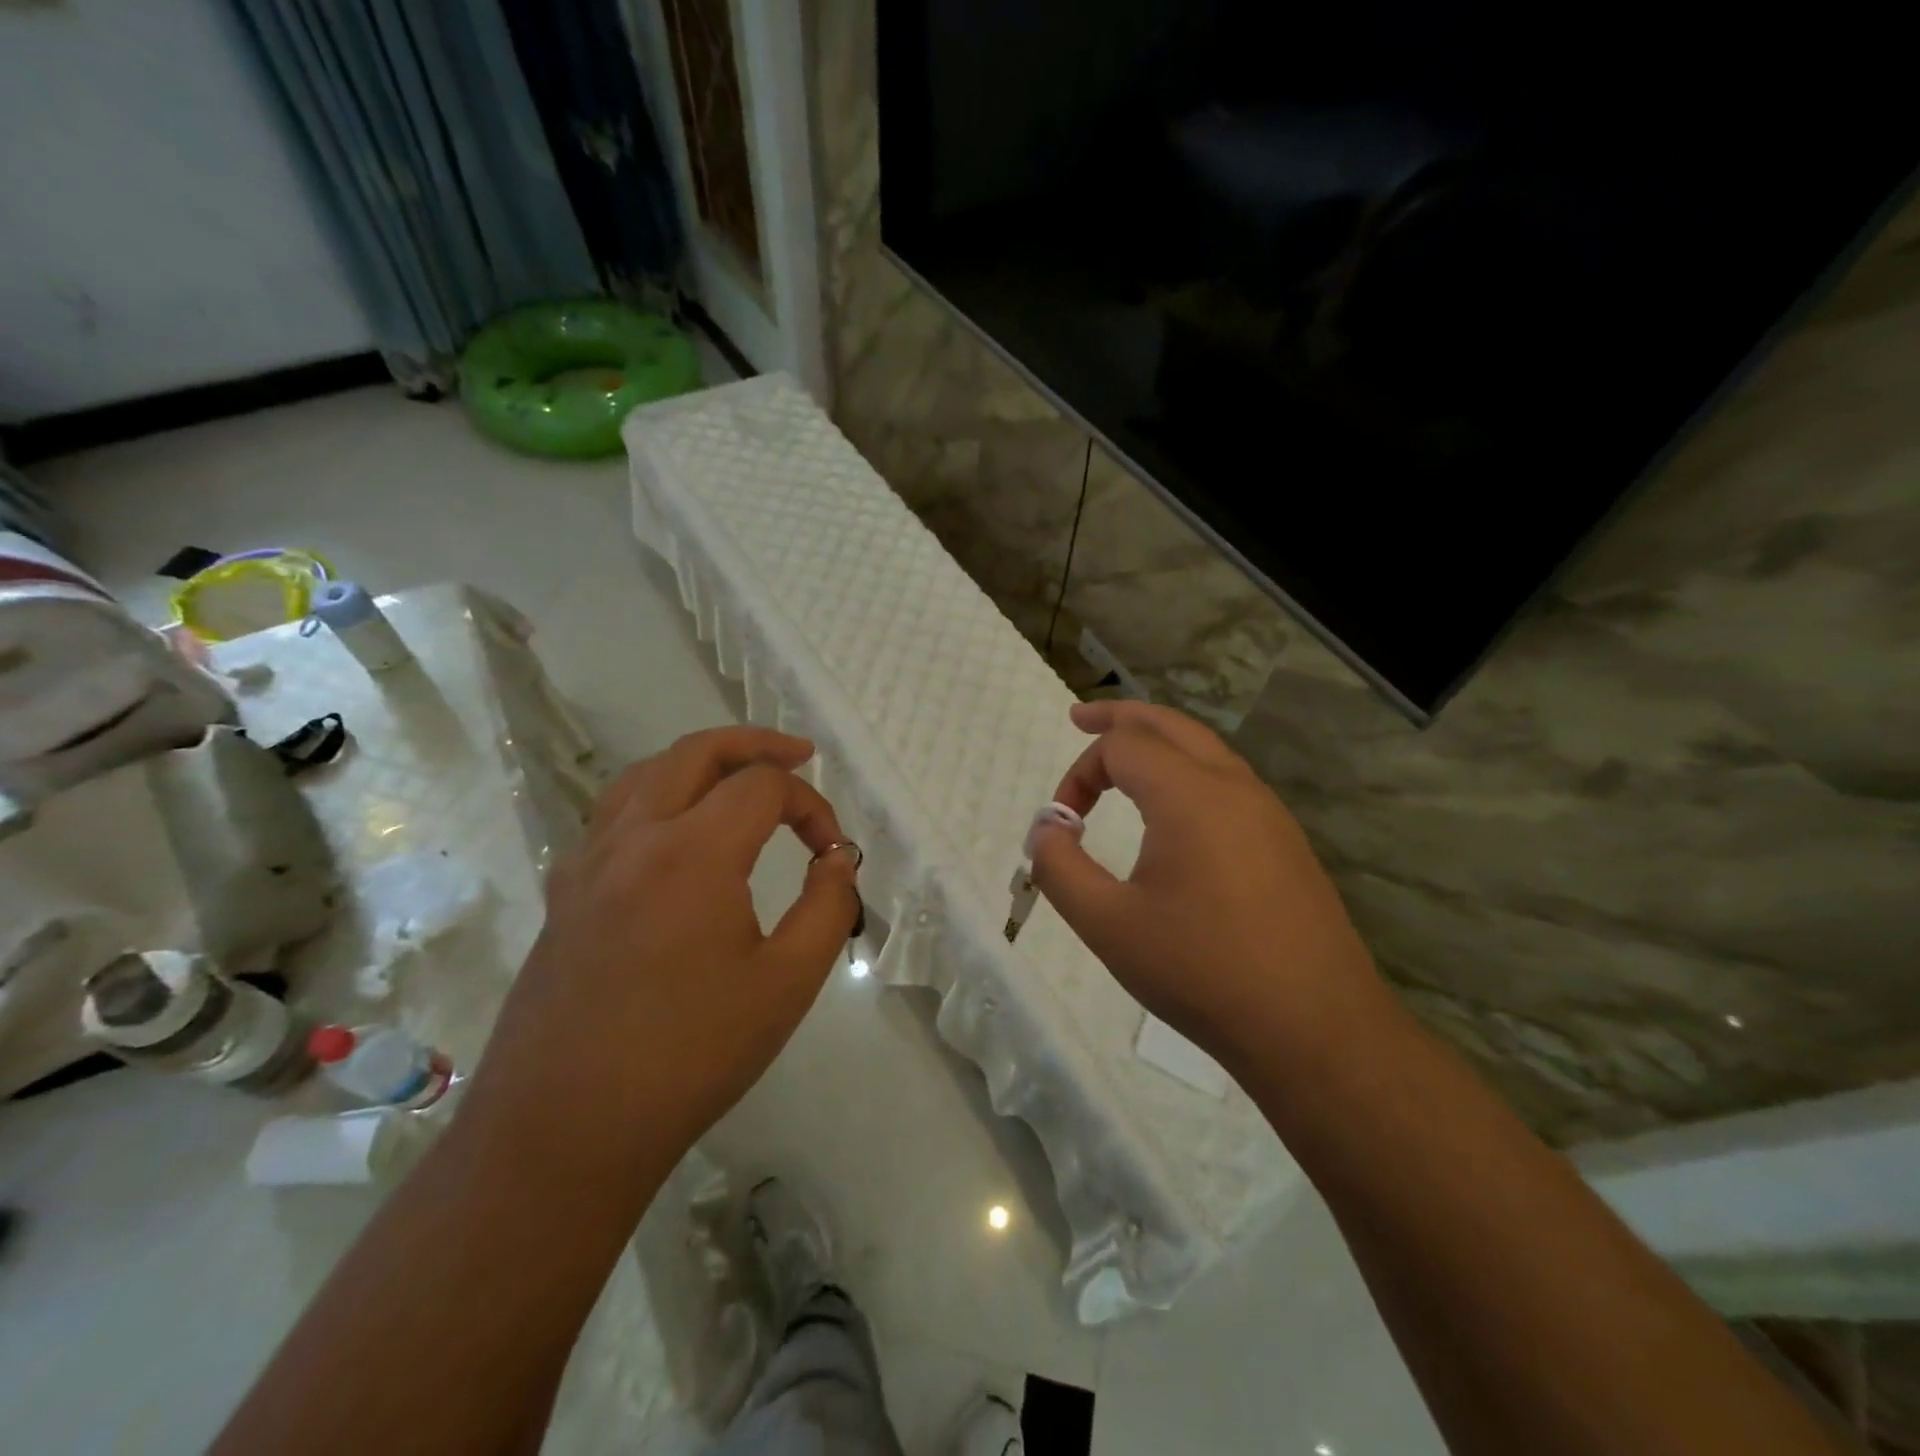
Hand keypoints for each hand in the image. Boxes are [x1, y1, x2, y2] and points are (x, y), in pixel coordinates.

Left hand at [468, 728, 859, 1184]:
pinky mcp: (565, 893)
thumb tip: (837, 860)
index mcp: (692, 852)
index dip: (812, 806)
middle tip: (798, 757)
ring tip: (739, 779)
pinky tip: (676, 836)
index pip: (764, 787)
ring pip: (647, 773)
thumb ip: (828, 906)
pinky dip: (658, 796)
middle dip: (756, 745)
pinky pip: (614, 814)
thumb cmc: (690, 1055)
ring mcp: (589, 862)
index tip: (833, 853)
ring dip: (701, 762)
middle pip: (697, 751)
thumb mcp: (787, 983)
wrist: (563, 1131)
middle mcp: (634, 837)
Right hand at [1030, 702, 1387, 1073]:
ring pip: (1205, 750)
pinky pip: (1228, 783)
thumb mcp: (1108, 924)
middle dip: (1120, 717)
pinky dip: (1188, 772)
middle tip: (1081, 718)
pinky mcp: (1285, 843)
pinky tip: (1175, 811)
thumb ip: (1060, 868)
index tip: (1062, 824)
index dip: (1079, 772)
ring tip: (1124, 756)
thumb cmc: (1202, 972)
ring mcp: (1268, 814)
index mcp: (1190, 795)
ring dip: (1158, 743)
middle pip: (1169, 725)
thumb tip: (1047, 829)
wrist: (1315, 1029)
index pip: (1122, 746)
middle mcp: (1233, 787)